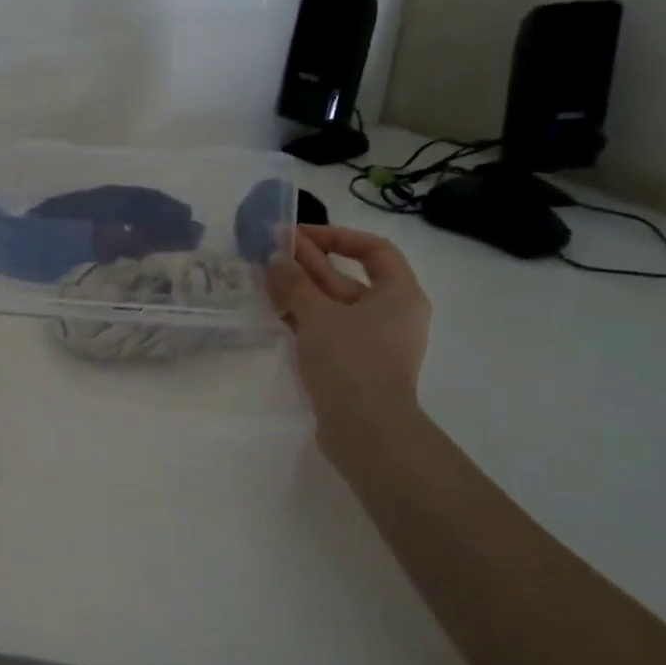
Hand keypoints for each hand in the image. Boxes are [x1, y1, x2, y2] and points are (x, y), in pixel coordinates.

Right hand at [266, 225, 430, 442]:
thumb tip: (276, 259)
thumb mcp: (318, 314)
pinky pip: (327, 328)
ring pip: (334, 304)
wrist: (366, 429)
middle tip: (271, 251)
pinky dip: (304, 316)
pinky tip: (275, 310)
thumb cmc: (351, 360)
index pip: (373, 249)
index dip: (337, 236)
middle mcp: (391, 313)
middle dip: (310, 262)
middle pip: (348, 276)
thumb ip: (294, 282)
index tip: (300, 235)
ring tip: (265, 278)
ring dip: (302, 289)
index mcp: (399, 293)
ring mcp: (372, 340)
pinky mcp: (354, 363)